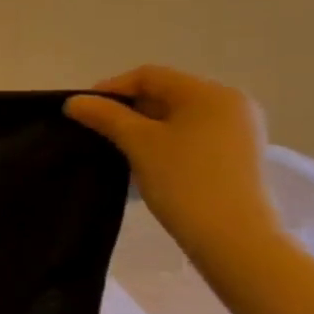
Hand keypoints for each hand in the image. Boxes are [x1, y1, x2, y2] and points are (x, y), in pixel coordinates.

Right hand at [64, 66, 283, 256]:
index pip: (149, 76)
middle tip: (97, 130)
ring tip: (118, 148)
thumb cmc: (184, 180)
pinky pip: (191, 135)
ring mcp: (238, 131)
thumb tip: (74, 101)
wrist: (234, 238)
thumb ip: (105, 116)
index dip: (111, 88)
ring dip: (143, 127)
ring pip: (176, 116)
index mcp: (210, 93)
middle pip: (164, 93)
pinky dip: (164, 141)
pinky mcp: (236, 155)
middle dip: (127, 109)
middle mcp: (230, 104)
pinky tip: (145, 161)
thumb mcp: (138, 143)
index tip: (84, 111)